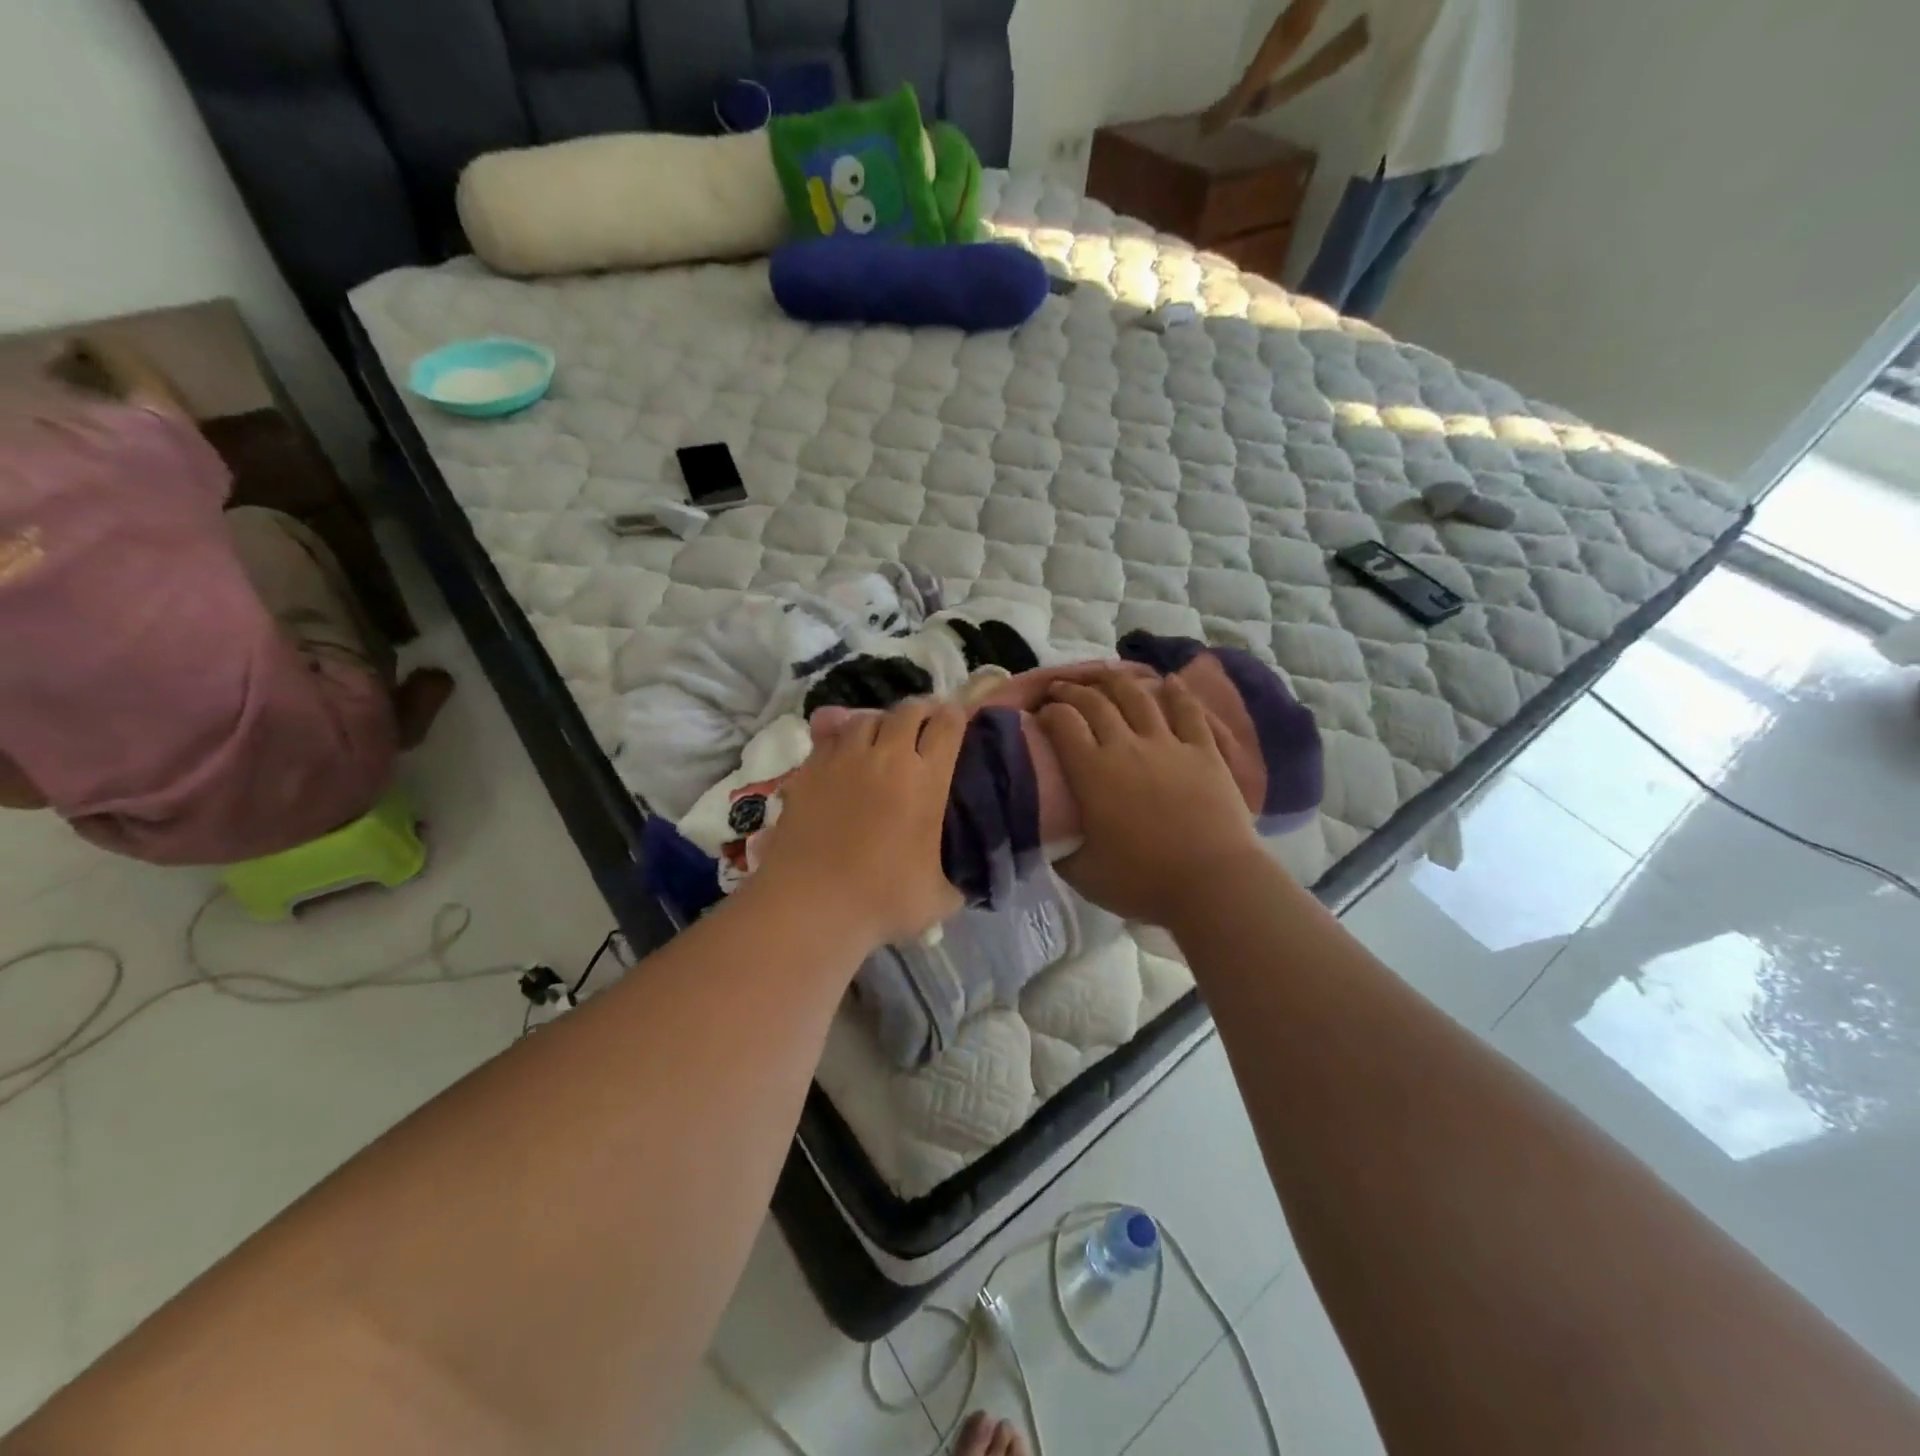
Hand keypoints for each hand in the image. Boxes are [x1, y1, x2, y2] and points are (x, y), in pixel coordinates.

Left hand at [751, 699, 965, 949]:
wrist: (810, 903)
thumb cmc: (881, 901)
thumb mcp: (940, 898)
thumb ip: (960, 881)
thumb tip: (970, 880)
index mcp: (926, 780)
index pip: (948, 725)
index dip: (956, 717)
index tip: (958, 723)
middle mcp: (888, 757)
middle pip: (910, 710)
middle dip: (923, 712)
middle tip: (926, 726)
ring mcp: (845, 758)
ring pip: (867, 717)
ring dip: (882, 722)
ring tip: (883, 738)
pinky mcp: (810, 768)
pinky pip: (830, 735)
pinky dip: (842, 735)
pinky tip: (845, 751)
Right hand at [1037, 673, 1263, 926]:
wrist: (1212, 883)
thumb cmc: (1142, 881)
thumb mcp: (1082, 873)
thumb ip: (1058, 847)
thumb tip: (1044, 832)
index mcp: (1092, 772)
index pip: (1062, 723)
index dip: (1047, 713)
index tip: (1040, 715)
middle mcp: (1126, 746)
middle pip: (1095, 703)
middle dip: (1072, 691)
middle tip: (1061, 690)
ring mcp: (1168, 744)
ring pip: (1138, 697)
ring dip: (1116, 680)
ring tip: (1104, 675)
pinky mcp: (1203, 751)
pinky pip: (1188, 712)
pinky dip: (1177, 693)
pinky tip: (1169, 682)